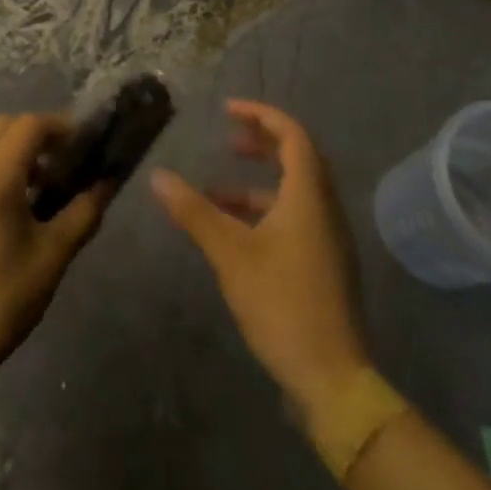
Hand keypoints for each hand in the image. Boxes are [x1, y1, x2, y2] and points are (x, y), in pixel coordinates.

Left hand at [0, 114, 108, 382]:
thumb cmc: (2, 298)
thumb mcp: (53, 256)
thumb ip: (84, 212)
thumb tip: (106, 183)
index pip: (30, 124)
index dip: (60, 127)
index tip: (82, 146)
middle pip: (2, 128)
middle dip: (34, 136)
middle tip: (60, 166)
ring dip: (9, 156)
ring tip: (32, 194)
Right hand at [151, 99, 370, 403]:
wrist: (333, 379)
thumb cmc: (282, 304)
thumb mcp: (230, 253)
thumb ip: (194, 211)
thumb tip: (158, 176)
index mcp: (309, 198)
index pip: (293, 136)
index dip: (261, 116)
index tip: (227, 110)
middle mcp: (325, 211)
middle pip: (299, 160)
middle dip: (262, 144)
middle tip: (228, 140)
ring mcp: (328, 241)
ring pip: (295, 193)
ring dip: (258, 183)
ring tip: (215, 192)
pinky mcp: (324, 266)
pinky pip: (295, 218)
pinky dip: (264, 211)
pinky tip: (234, 233)